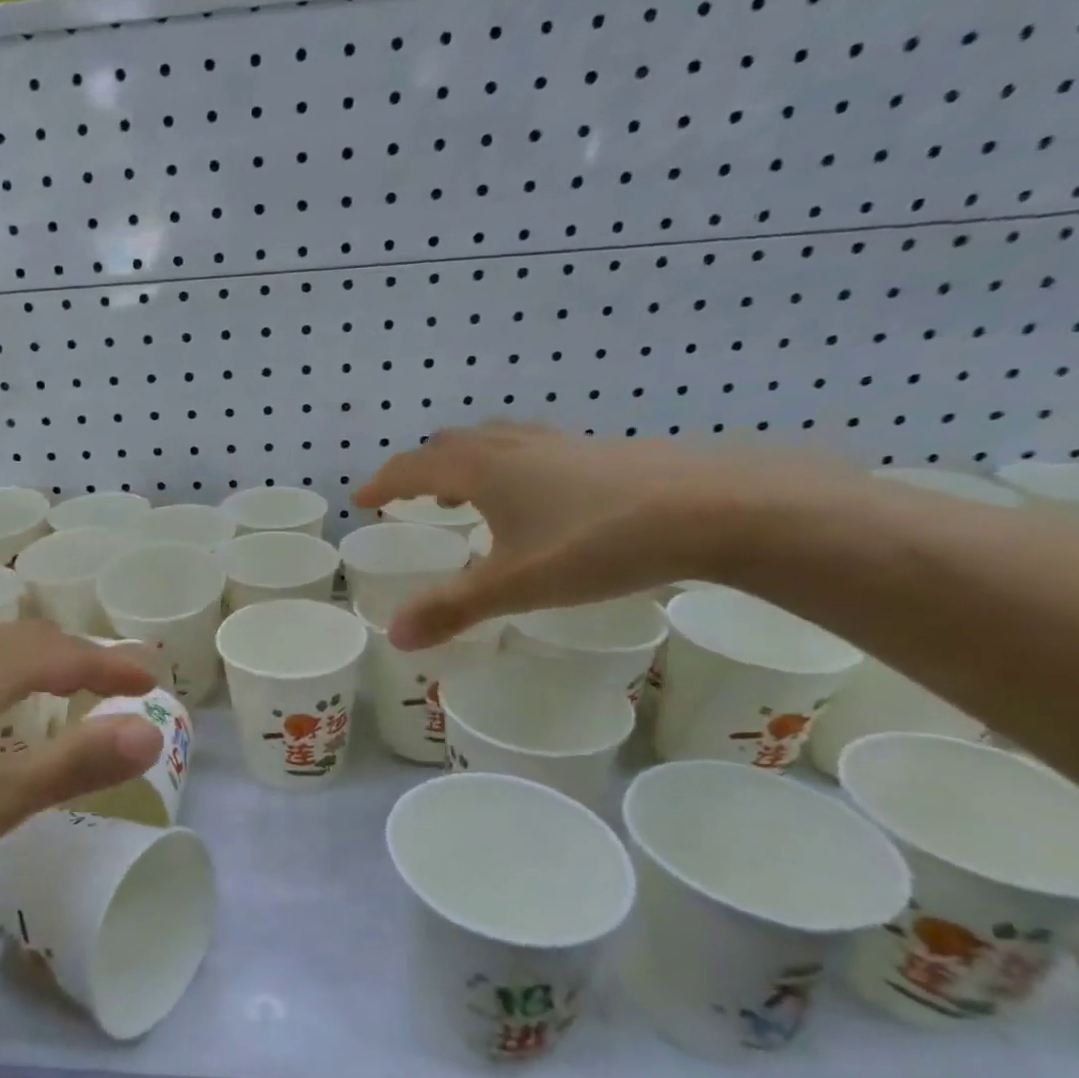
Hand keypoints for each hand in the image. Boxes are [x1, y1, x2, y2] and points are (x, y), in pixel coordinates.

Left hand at [0, 622, 162, 939]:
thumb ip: (70, 765)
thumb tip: (151, 730)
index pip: (61, 654)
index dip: (111, 664)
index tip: (154, 678)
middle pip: (24, 641)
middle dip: (79, 655)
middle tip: (119, 679)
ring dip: (38, 662)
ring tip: (66, 688)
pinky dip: (0, 680)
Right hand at [353, 424, 851, 648]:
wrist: (715, 507)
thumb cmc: (598, 543)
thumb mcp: (516, 584)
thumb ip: (452, 609)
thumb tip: (395, 636)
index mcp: (482, 468)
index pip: (413, 467)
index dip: (383, 484)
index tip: (362, 500)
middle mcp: (514, 446)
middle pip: (451, 444)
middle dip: (422, 469)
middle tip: (413, 499)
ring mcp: (560, 444)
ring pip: (494, 442)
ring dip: (465, 464)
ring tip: (466, 497)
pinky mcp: (600, 452)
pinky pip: (532, 450)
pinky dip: (509, 468)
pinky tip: (536, 501)